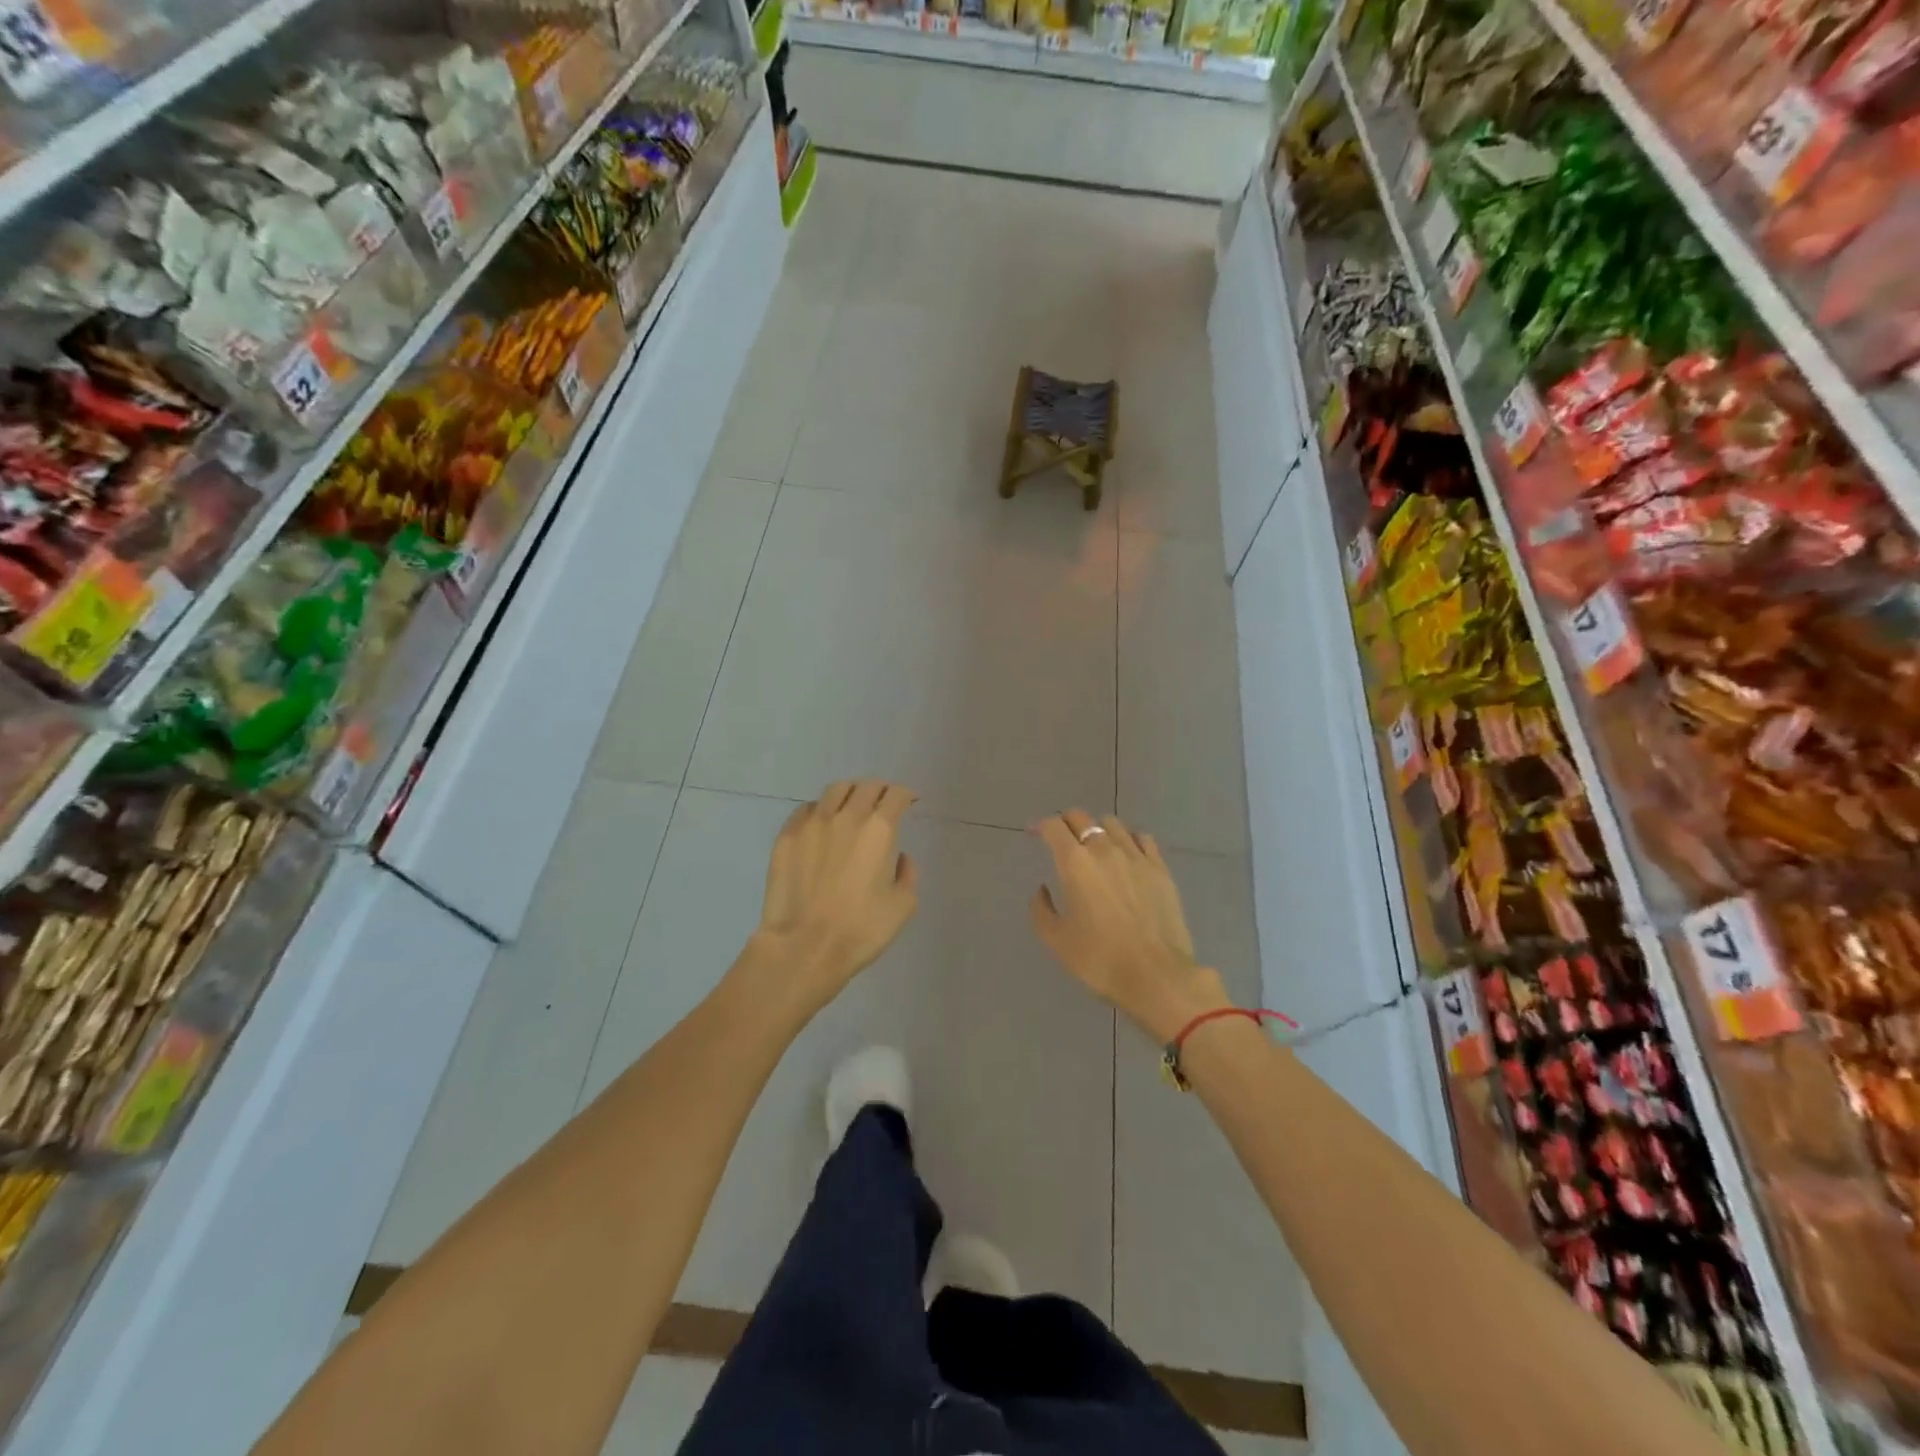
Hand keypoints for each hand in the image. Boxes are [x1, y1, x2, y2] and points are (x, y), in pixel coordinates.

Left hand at [747, 780, 918, 1014]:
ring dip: (850, 793)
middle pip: (866, 786)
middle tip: (882, 803)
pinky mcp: (787, 836)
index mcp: (879, 830)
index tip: (908, 802)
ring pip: (835, 791)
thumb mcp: (902, 907)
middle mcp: (847, 817)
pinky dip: (820, 810)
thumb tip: (899, 857)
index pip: (895, 795)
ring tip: (852, 806)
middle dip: (880, 790)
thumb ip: (907, 874)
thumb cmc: (860, 930)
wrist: (804, 947)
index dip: (905, 795)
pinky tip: (821, 825)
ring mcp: (812, 823)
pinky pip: (807, 810)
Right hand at [1029, 810, 1230, 1043]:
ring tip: (1095, 845)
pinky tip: (1127, 853)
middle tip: (1061, 838)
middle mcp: (1105, 849)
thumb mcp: (1056, 940)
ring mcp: (1136, 856)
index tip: (1035, 834)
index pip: (1054, 826)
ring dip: (1098, 829)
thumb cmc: (1100, 959)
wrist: (1157, 976)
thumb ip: (1041, 909)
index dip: (1041, 826)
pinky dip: (1129, 839)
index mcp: (1075, 863)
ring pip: (1113, 824)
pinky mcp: (1160, 868)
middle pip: (1082, 818)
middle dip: (1066, 822)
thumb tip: (1043, 890)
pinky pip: (1142, 838)